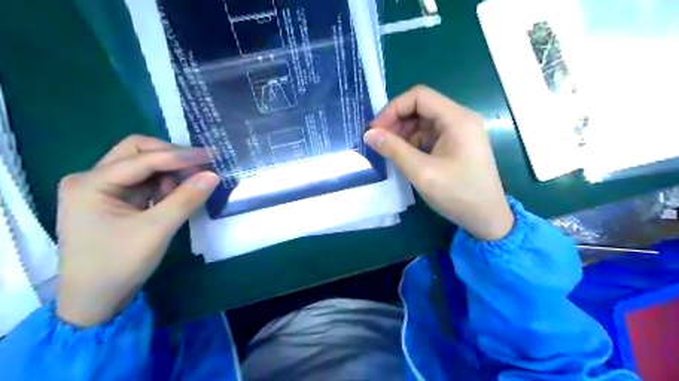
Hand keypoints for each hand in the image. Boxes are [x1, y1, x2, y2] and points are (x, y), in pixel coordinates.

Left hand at [56, 135, 220, 324]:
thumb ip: (186, 199)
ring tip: (189, 187)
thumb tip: (213, 174)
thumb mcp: (157, 230)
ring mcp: (102, 189)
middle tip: (201, 167)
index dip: (180, 156)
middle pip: (138, 152)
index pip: (142, 158)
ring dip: (170, 172)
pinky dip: (164, 185)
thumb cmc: (118, 265)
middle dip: (172, 157)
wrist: (94, 301)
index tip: (212, 156)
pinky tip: (175, 196)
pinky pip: (144, 182)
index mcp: (90, 183)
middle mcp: (92, 179)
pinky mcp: (114, 200)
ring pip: (143, 166)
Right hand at [364, 86, 511, 240]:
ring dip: (403, 132)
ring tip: (388, 151)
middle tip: (378, 141)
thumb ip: (394, 149)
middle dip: (397, 121)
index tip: (376, 129)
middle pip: (421, 107)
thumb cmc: (458, 194)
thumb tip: (369, 134)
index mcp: (457, 119)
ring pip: (424, 121)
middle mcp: (460, 119)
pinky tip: (403, 156)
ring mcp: (459, 132)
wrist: (487, 219)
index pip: (419, 96)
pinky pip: (429, 135)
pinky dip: (413, 142)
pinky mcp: (456, 145)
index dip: (393, 108)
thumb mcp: (422, 172)